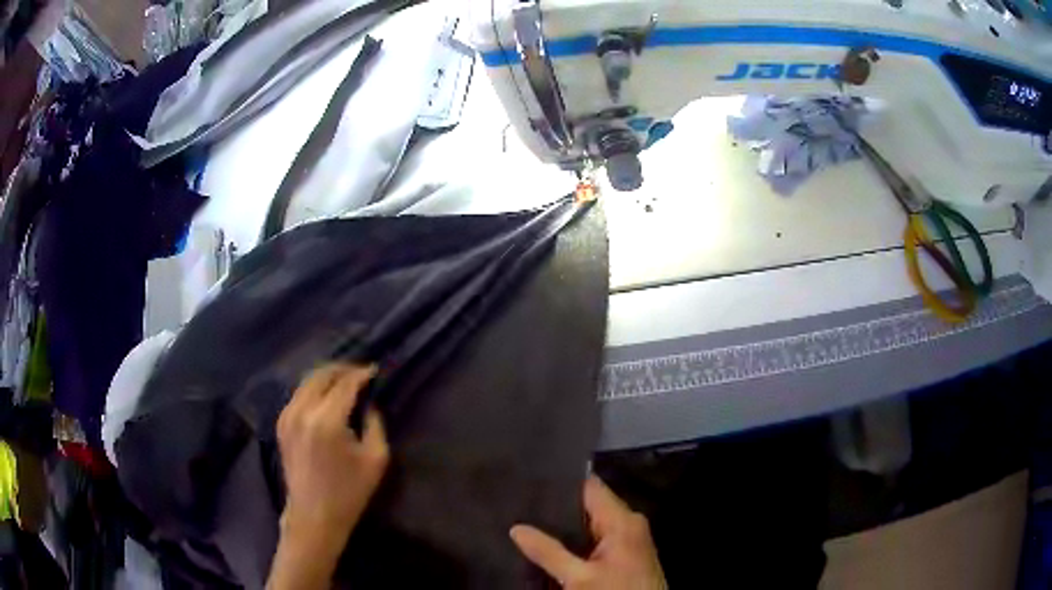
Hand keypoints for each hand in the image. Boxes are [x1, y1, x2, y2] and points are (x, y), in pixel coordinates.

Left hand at [268, 364, 388, 589]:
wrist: (313, 515)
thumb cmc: (349, 492)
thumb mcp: (376, 459)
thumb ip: (375, 424)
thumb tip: (369, 403)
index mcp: (327, 421)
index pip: (345, 383)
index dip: (362, 374)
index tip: (376, 371)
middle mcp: (303, 411)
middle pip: (322, 374)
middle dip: (343, 369)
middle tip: (361, 373)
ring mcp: (288, 416)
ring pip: (307, 381)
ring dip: (327, 376)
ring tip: (345, 381)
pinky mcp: (281, 423)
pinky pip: (298, 394)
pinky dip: (314, 388)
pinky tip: (326, 396)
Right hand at [510, 475, 665, 589]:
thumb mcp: (577, 578)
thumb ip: (548, 552)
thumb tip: (516, 529)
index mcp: (622, 520)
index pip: (590, 486)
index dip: (562, 483)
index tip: (532, 481)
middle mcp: (630, 522)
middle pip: (591, 504)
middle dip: (560, 506)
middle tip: (524, 505)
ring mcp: (631, 538)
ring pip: (594, 522)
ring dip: (568, 525)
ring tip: (532, 520)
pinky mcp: (628, 553)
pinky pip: (600, 536)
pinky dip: (579, 539)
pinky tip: (555, 543)